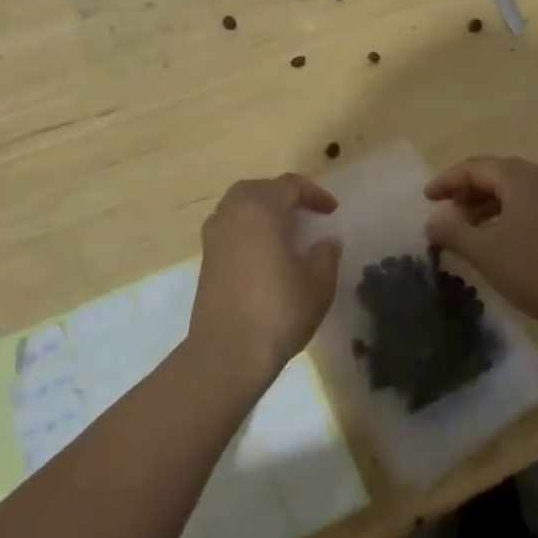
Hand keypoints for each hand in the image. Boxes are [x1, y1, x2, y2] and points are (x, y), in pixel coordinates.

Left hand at [191, 174, 342, 383]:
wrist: (226, 352)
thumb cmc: (278, 310)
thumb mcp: (318, 283)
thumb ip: (326, 255)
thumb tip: (326, 242)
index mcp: (261, 207)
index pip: (290, 185)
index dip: (314, 194)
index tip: (332, 211)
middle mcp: (233, 212)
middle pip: (259, 189)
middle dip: (283, 196)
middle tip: (305, 214)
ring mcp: (214, 235)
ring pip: (240, 207)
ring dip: (263, 212)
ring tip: (285, 232)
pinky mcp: (205, 258)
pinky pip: (230, 228)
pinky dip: (248, 230)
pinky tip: (264, 253)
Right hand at [424, 156, 537, 330]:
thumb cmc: (533, 269)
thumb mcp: (483, 251)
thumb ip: (452, 232)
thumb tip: (432, 224)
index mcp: (521, 178)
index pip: (476, 167)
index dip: (448, 181)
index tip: (427, 198)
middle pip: (497, 175)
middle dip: (468, 191)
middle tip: (446, 211)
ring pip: (516, 191)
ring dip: (488, 204)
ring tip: (467, 228)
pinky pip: (533, 205)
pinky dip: (509, 214)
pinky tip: (498, 238)